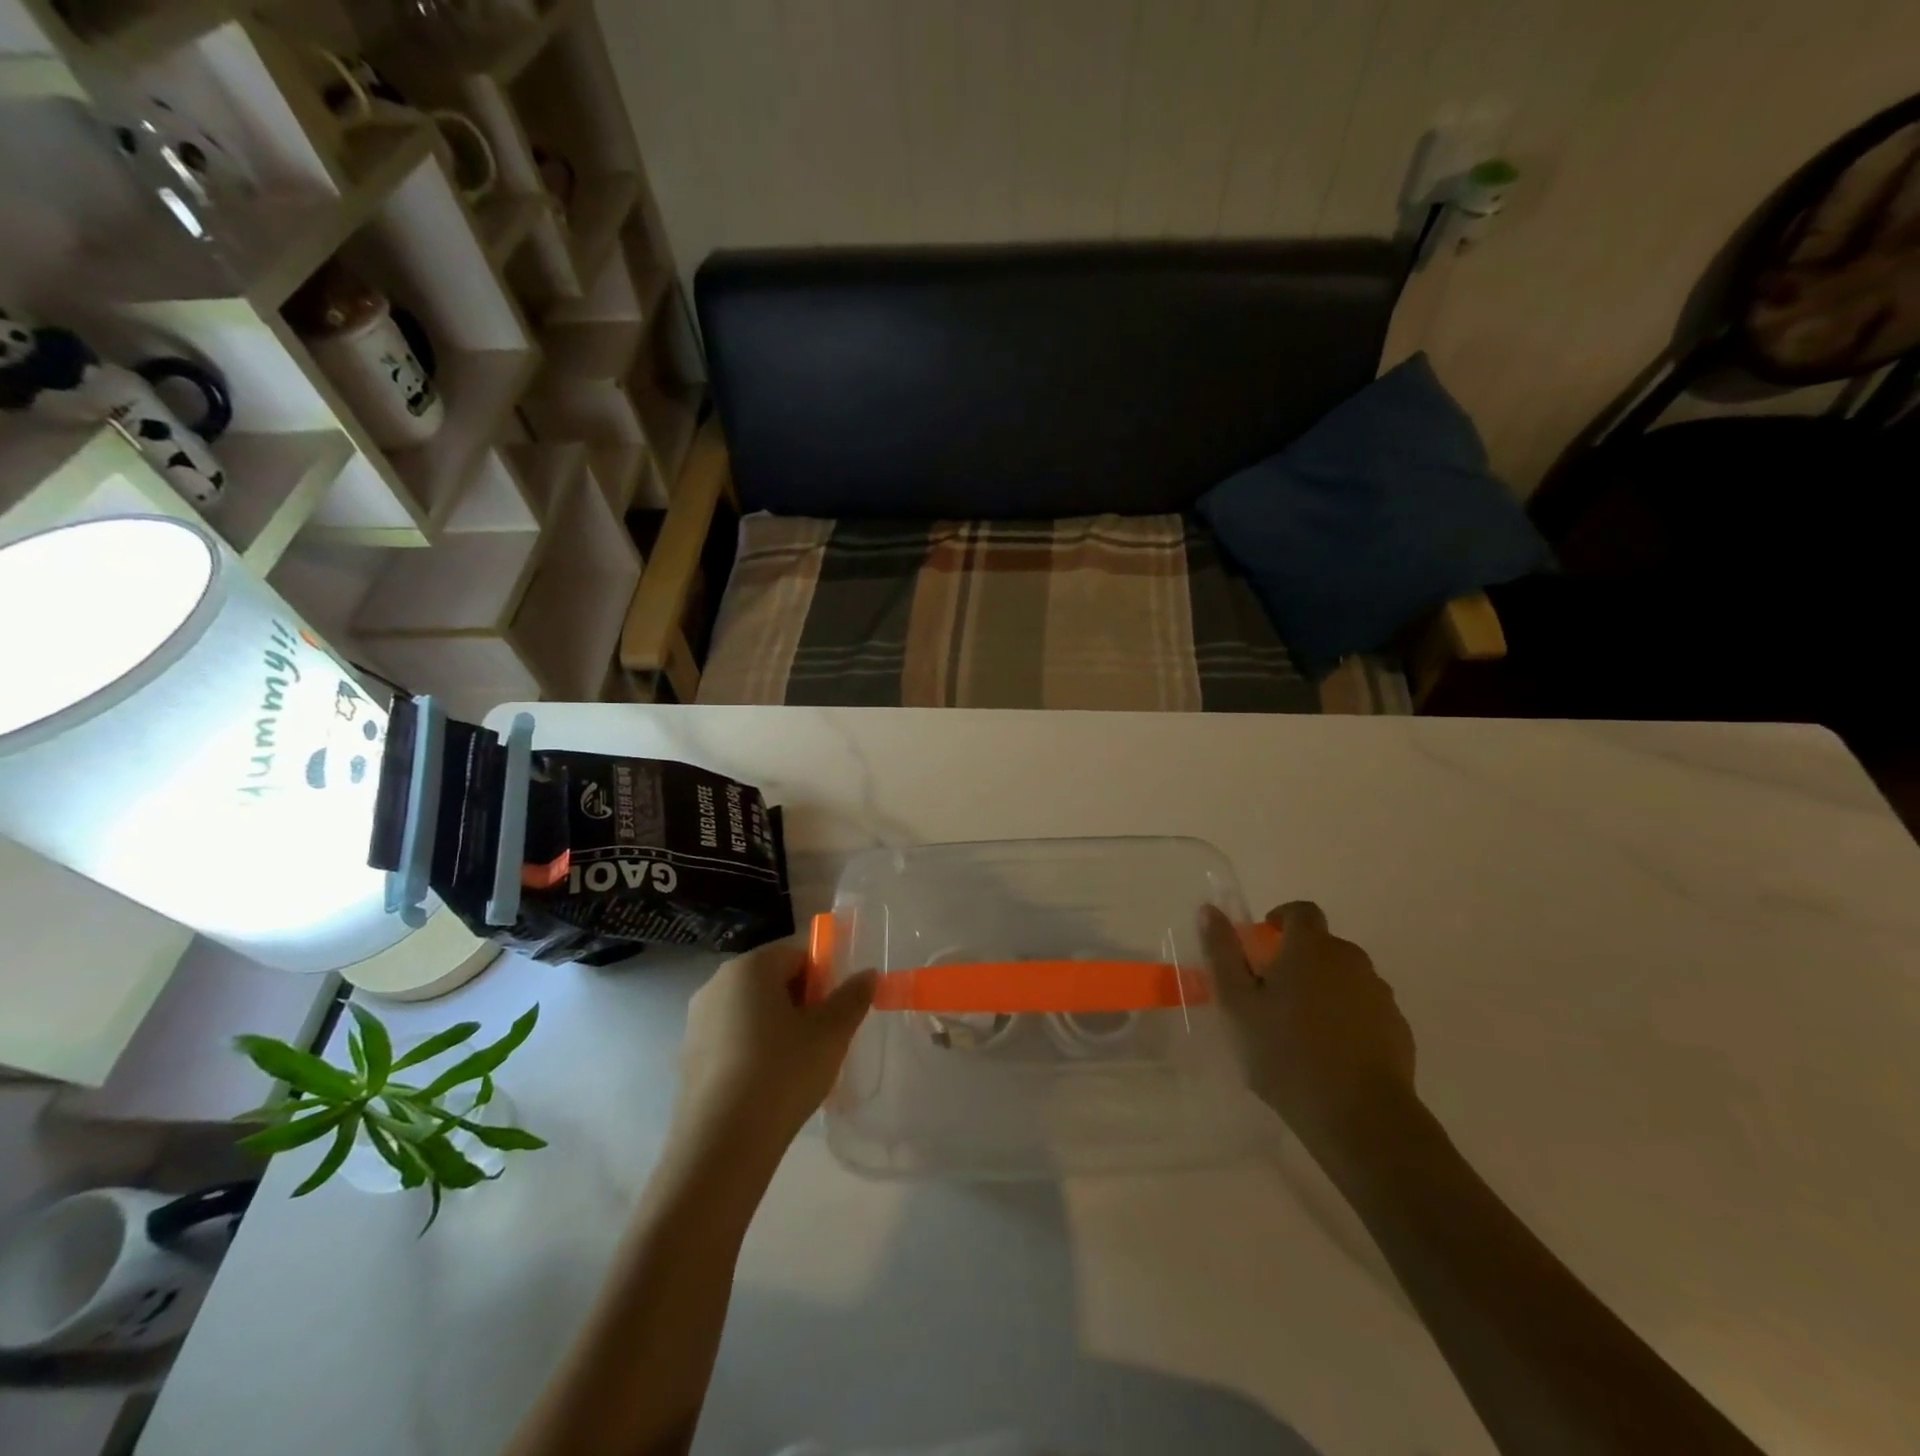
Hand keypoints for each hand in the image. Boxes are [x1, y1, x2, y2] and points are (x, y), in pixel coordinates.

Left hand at [673, 942, 876, 1163]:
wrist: (722, 1144)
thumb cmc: (782, 1072)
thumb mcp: (831, 1033)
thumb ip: (852, 997)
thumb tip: (867, 974)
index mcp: (750, 967)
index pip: (796, 956)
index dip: (822, 980)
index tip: (835, 1013)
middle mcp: (717, 984)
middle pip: (771, 981)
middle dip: (800, 1003)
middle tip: (821, 1039)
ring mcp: (696, 1022)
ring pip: (750, 1012)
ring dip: (775, 1028)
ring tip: (796, 1066)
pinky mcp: (687, 1058)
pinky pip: (730, 1041)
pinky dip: (751, 1052)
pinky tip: (767, 1086)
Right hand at [1201, 902, 1415, 1156]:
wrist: (1360, 1116)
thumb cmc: (1286, 1052)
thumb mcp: (1238, 1003)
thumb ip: (1223, 953)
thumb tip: (1209, 910)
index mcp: (1311, 947)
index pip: (1301, 911)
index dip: (1281, 920)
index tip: (1263, 946)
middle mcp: (1351, 960)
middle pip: (1323, 946)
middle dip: (1298, 961)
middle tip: (1271, 995)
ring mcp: (1380, 995)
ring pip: (1345, 979)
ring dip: (1324, 990)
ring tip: (1300, 1030)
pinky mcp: (1399, 1030)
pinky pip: (1365, 1010)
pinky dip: (1347, 1019)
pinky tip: (1330, 1054)